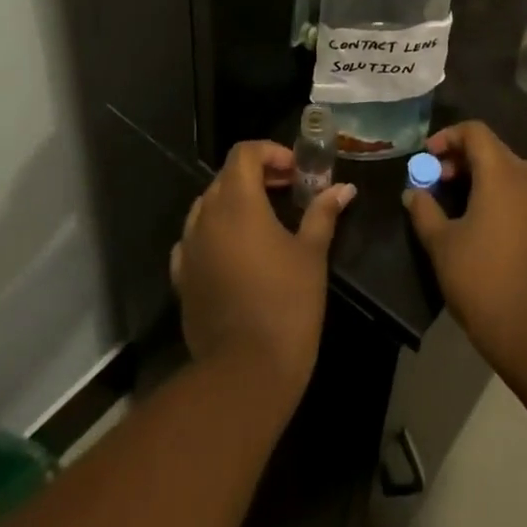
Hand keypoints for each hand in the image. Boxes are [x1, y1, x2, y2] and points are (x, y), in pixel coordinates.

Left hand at [170, 141, 355, 408]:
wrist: (245, 374)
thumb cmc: (286, 303)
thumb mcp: (312, 253)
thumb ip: (323, 213)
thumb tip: (343, 188)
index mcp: (237, 202)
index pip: (244, 153)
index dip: (271, 153)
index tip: (296, 172)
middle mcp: (206, 217)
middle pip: (226, 176)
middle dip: (257, 175)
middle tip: (288, 190)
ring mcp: (189, 249)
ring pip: (207, 206)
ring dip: (235, 202)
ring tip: (265, 220)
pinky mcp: (183, 279)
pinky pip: (195, 240)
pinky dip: (215, 233)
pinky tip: (237, 252)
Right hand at [403, 121, 526, 366]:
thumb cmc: (479, 276)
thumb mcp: (440, 242)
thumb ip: (424, 210)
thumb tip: (414, 192)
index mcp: (500, 172)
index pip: (475, 132)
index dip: (449, 137)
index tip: (428, 157)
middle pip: (497, 150)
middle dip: (466, 158)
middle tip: (441, 181)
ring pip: (522, 172)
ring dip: (496, 176)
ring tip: (474, 197)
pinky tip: (515, 220)